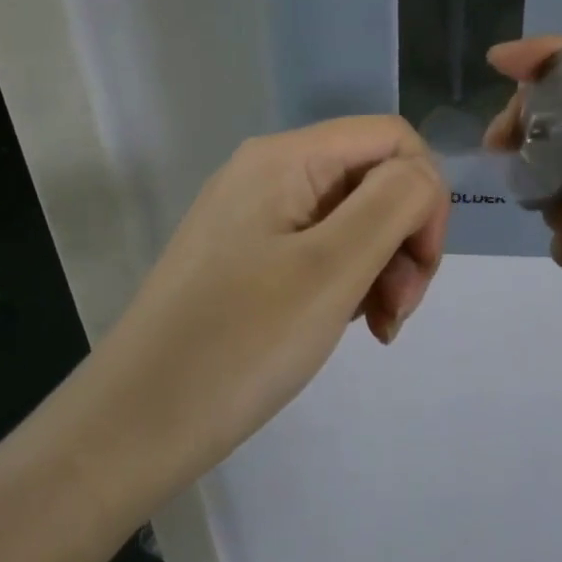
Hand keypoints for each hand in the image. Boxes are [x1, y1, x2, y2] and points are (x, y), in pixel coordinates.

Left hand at [90, 117, 447, 485]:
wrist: (137, 423)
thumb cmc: (241, 343)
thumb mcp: (332, 268)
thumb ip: (393, 203)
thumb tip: (422, 176)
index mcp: (285, 158)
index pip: (391, 138)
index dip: (425, 194)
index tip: (421, 265)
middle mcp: (268, 173)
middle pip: (373, 178)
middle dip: (404, 238)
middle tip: (398, 311)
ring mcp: (254, 217)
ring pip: (352, 219)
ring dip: (383, 267)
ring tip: (379, 327)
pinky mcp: (248, 258)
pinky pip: (321, 250)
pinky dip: (350, 282)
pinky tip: (350, 324)